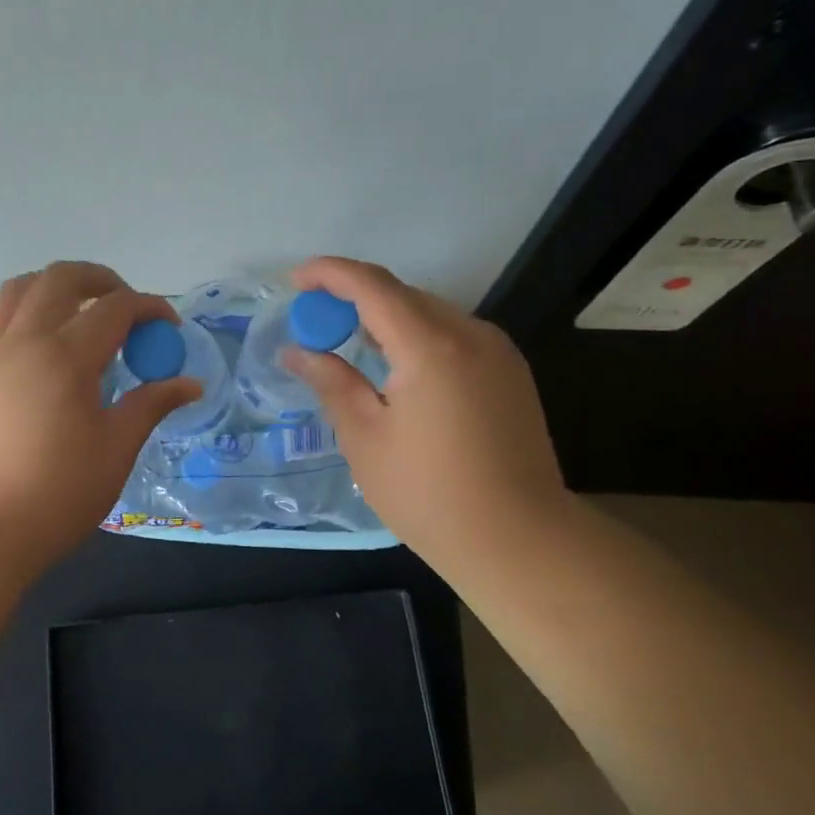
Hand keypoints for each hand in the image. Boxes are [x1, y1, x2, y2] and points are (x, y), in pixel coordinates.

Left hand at [0, 262, 200, 566]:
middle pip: (61, 278)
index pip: (116, 308)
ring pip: (18, 290)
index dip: (150, 308)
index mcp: (67, 355)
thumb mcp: (117, 449)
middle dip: (101, 279)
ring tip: (80, 310)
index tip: (170, 328)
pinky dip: (16, 315)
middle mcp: (26, 341)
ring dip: (53, 286)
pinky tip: (34, 341)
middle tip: (127, 306)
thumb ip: (151, 405)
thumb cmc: (58, 493)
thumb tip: (190, 384)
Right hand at [282, 256, 573, 569]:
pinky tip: (397, 368)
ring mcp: (497, 352)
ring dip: (386, 317)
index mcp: (431, 347)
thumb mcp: (366, 438)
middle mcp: (470, 334)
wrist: (519, 540)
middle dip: (354, 298)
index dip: (329, 274)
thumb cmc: (429, 494)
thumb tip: (297, 351)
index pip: (372, 286)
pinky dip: (416, 336)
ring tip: (350, 344)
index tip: (294, 280)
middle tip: (316, 323)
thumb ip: (331, 382)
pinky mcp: (510, 373)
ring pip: (430, 313)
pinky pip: (453, 335)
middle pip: (403, 295)